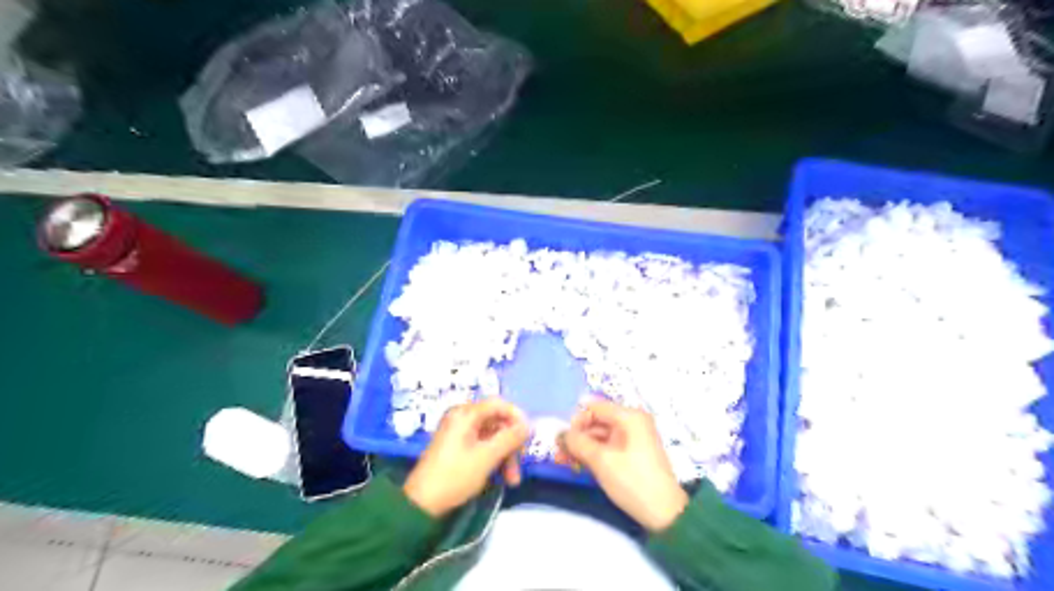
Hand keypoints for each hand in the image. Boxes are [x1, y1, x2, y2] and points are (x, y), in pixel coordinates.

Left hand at [404, 398, 530, 517]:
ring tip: (511, 481)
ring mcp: (459, 432)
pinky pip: (483, 445)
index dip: (517, 417)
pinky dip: (494, 458)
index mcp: (466, 414)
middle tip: (518, 468)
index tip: (529, 437)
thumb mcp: (487, 457)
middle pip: (497, 422)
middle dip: (511, 444)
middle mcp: (462, 418)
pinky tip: (499, 477)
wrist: (421, 504)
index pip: (499, 404)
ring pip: (492, 436)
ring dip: (505, 455)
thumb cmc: (455, 476)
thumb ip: (510, 438)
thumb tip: (528, 425)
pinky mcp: (457, 447)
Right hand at [555, 402, 688, 531]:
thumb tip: (560, 433)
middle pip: (596, 421)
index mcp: (629, 416)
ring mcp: (633, 437)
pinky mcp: (632, 453)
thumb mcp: (601, 460)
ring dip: (582, 447)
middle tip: (559, 454)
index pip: (594, 407)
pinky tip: (580, 466)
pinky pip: (608, 446)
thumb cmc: (633, 481)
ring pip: (600, 435)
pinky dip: (593, 454)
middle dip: (577, 436)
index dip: (576, 421)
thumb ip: (577, 442)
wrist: (665, 513)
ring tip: (565, 463)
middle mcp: (632, 422)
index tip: (563, 441)